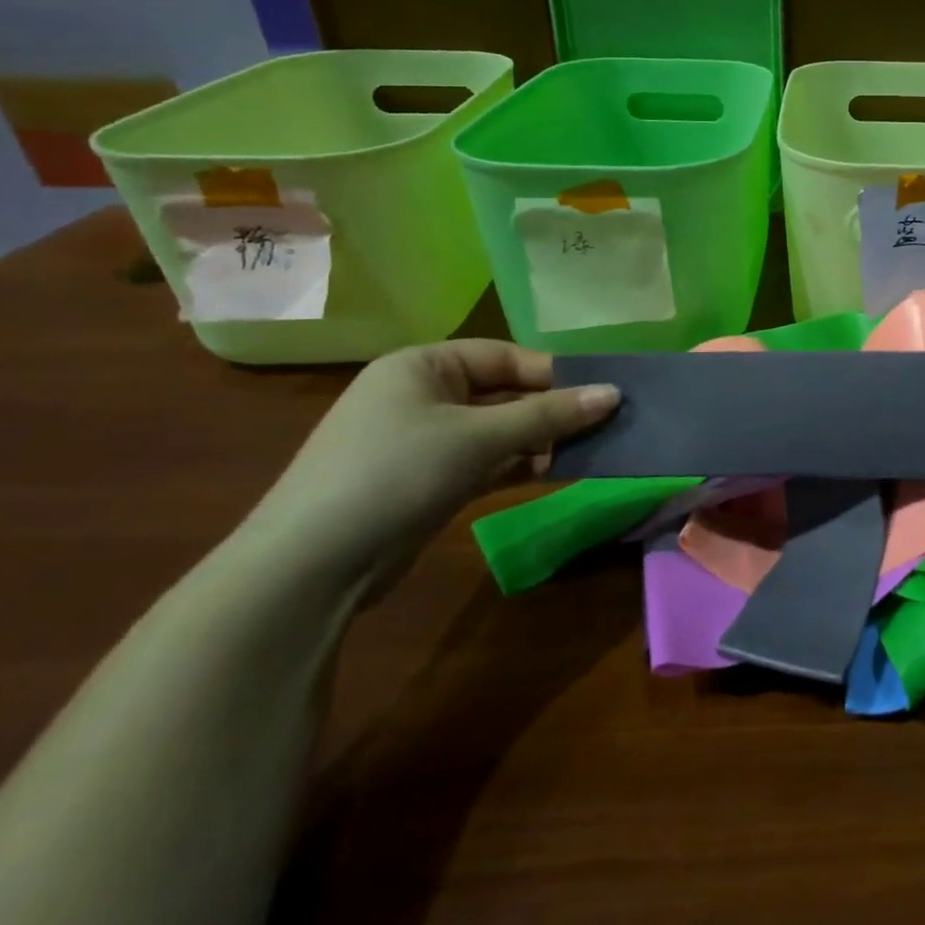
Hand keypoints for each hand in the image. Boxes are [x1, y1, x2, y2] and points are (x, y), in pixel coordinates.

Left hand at [242, 340, 618, 597]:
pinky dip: (518, 464)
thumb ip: (549, 415)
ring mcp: (422, 441)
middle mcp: (421, 396)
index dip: (554, 373)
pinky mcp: (427, 482)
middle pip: (504, 393)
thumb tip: (614, 394)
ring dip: (540, 440)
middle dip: (551, 411)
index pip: (504, 356)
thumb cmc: (396, 473)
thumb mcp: (479, 437)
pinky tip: (554, 472)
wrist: (309, 567)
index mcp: (422, 366)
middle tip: (603, 424)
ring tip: (587, 451)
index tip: (601, 393)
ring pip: (498, 430)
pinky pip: (486, 461)